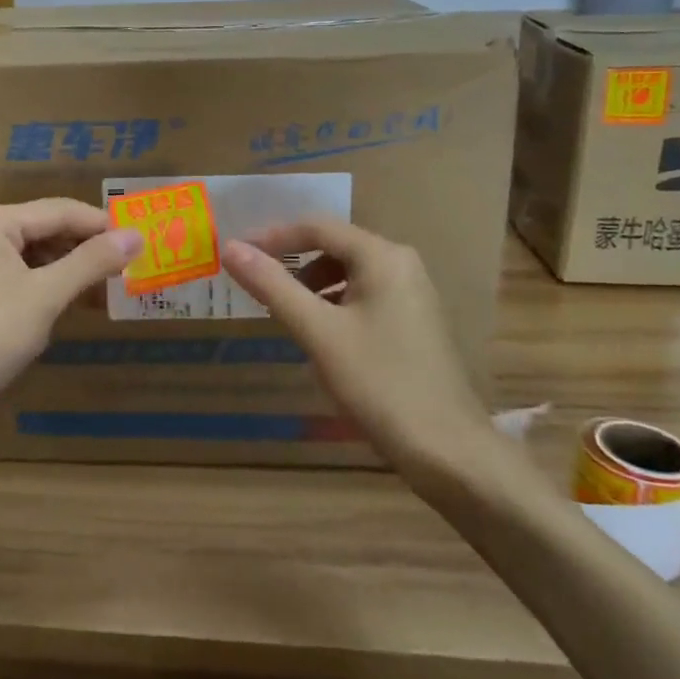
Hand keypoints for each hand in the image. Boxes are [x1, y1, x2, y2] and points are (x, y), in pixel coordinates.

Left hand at [0, 200, 142, 423]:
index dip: (102, 224)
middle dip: (88, 247)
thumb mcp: (44, 296)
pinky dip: (52, 286)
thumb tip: (136, 236)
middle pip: (47, 229)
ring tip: (113, 285)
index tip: (142, 239)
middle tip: (133, 263)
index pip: (60, 210)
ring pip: (37, 255)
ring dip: (73, 269)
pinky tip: (79, 302)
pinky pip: (24, 277)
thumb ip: (90, 262)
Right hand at [222, 219, 492, 476]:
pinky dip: (335, 305)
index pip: (317, 227)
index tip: (237, 253)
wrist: (449, 451)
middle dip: (293, 262)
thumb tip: (231, 247)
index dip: (273, 236)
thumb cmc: (379, 383)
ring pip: (349, 274)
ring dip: (312, 285)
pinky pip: (365, 296)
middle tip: (257, 284)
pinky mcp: (417, 323)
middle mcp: (403, 264)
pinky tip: (320, 336)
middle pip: (335, 247)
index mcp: (382, 257)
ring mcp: (414, 295)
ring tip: (285, 313)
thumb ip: (273, 285)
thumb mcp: (317, 332)